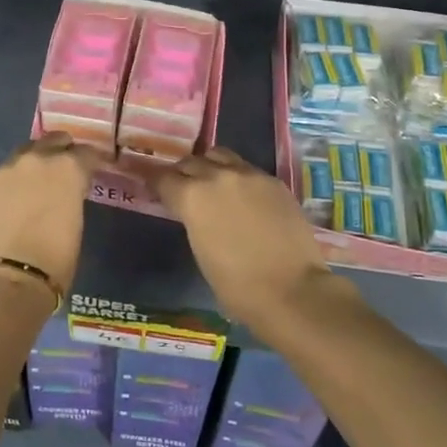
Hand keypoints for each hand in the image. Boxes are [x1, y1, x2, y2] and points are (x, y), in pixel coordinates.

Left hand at [0, 132, 103, 291]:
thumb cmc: (55, 260)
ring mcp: (6, 169)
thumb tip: (66, 193)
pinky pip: (4, 174)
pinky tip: (12, 198)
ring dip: (34, 162)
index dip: (91, 161)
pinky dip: (12, 180)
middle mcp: (36, 159)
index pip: (86, 153)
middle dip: (62, 151)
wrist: (7, 279)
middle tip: (65, 168)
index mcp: (67, 168)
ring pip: (25, 153)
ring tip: (36, 181)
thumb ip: (71, 196)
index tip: (93, 169)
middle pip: (53, 141)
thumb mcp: (76, 223)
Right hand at [148, 147, 338, 332]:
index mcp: (192, 196)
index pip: (163, 178)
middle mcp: (218, 176)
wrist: (291, 290)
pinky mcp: (274, 182)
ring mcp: (250, 175)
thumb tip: (195, 213)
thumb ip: (193, 220)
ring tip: (214, 185)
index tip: (155, 190)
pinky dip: (238, 178)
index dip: (156, 184)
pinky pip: (248, 170)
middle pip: (190, 162)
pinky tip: (244, 198)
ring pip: (220, 156)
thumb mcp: (200, 251)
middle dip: (183, 174)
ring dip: (210, 167)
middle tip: (183, 190)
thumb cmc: (237, 285)